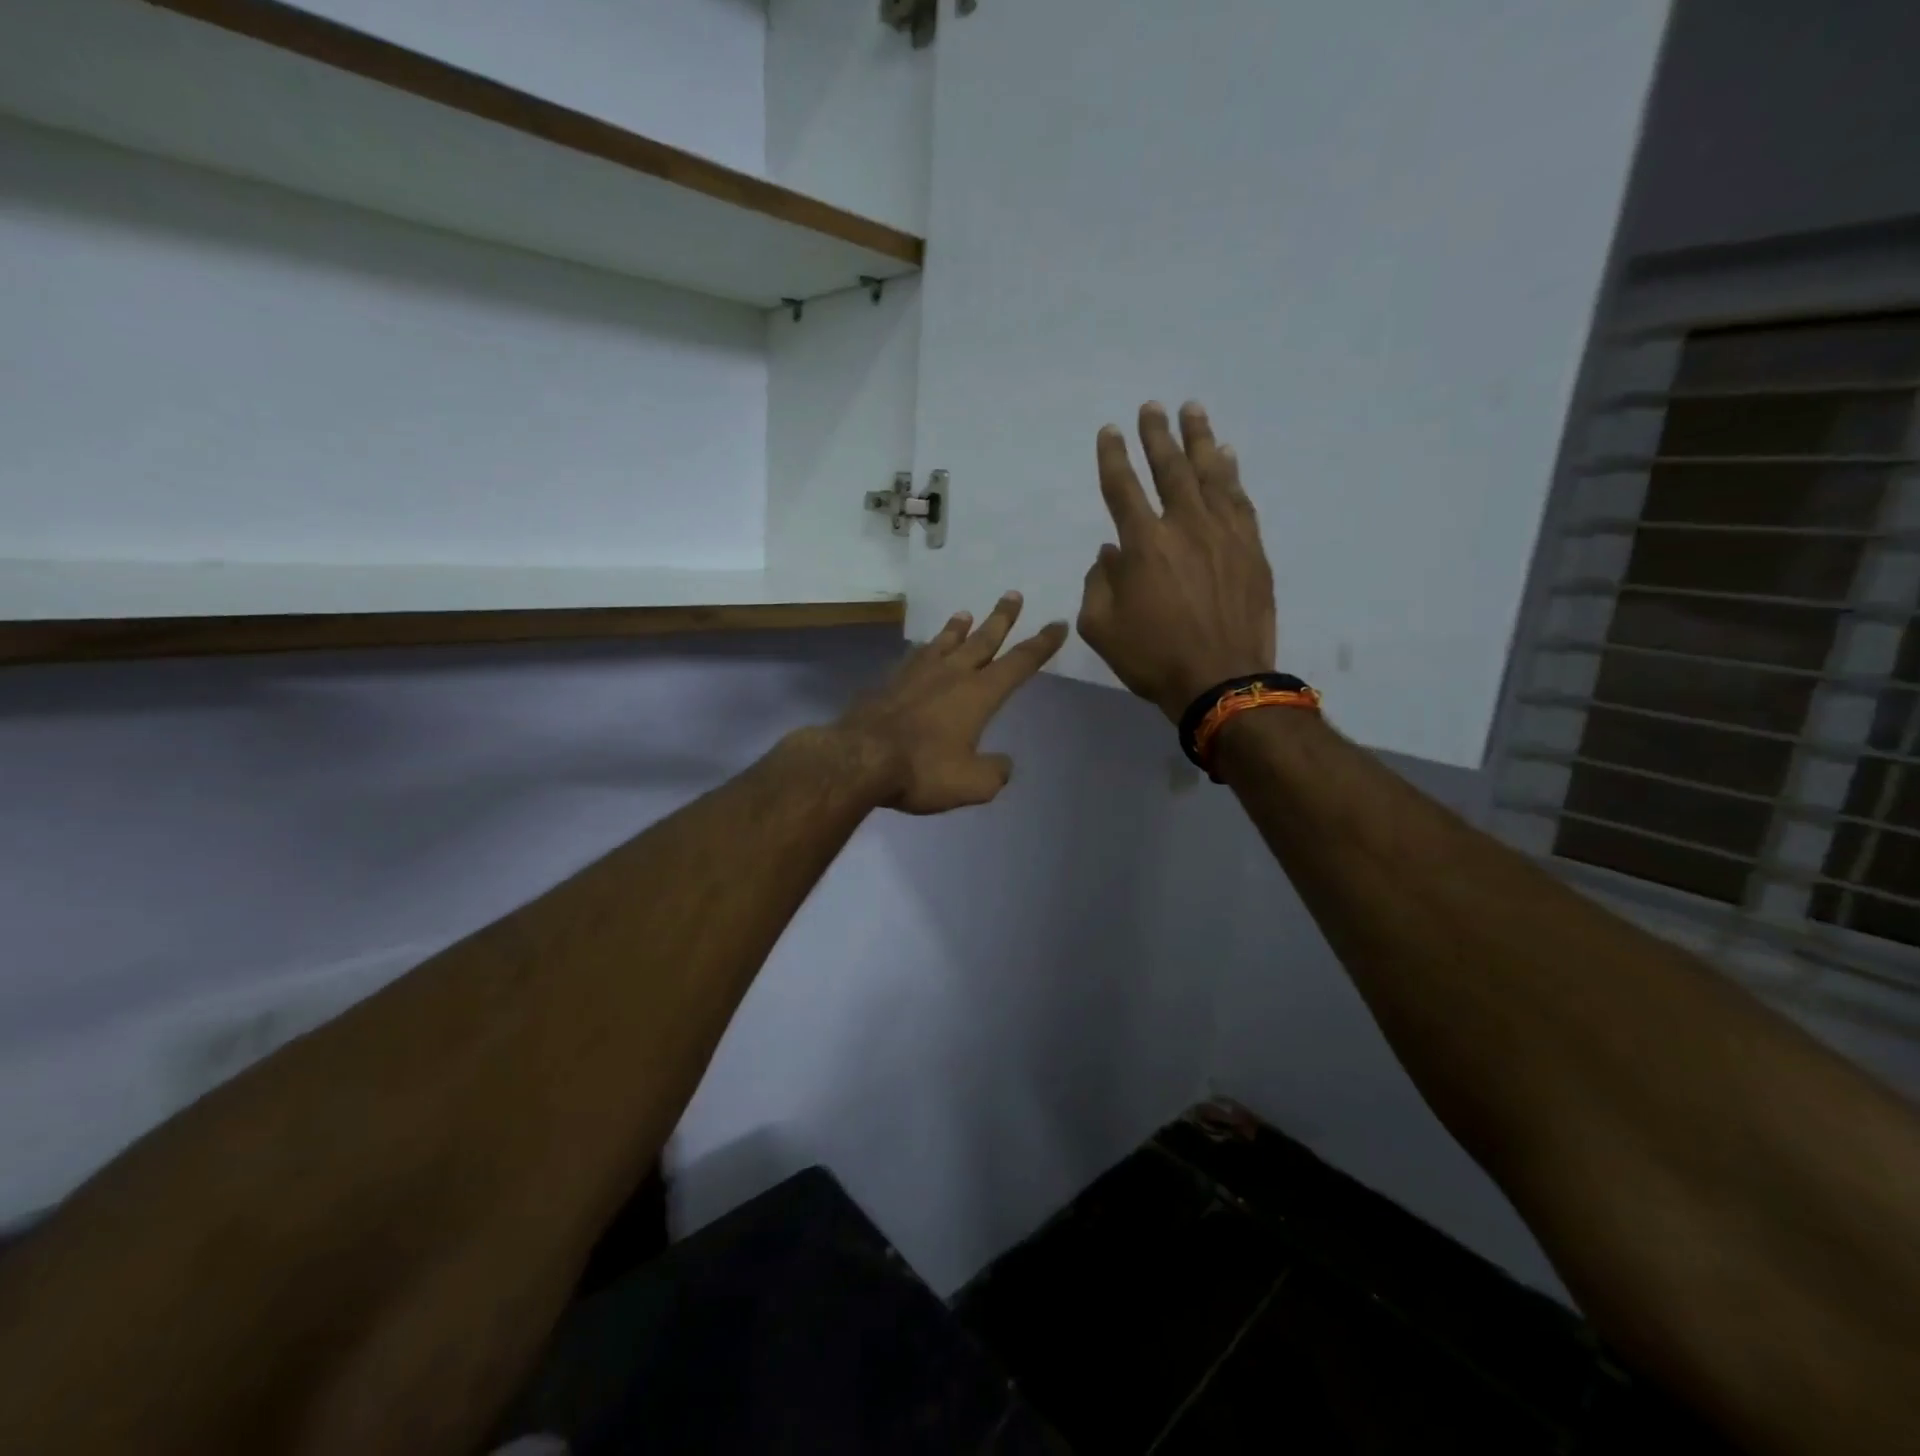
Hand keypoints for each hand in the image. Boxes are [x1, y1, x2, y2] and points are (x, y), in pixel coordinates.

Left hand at [832, 592, 1067, 814]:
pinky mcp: (889, 682)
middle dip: (1002, 618)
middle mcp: (951, 674)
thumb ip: (994, 773)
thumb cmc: (922, 769)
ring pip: (945, 642)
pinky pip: (914, 657)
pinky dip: (926, 649)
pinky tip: (922, 650)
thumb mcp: (971, 784)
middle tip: (1013, 594)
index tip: (1057, 625)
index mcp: (979, 694)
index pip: (1019, 663)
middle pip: (983, 640)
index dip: (1041, 644)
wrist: (859, 758)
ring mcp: (917, 674)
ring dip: (959, 627)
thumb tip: (1003, 765)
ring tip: (966, 613)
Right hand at [1076, 401, 1275, 721]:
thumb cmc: (1152, 658)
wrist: (1222, 680)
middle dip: (1157, 435)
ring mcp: (1223, 534)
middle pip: (1169, 468)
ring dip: (1198, 440)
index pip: (1122, 487)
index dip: (1113, 456)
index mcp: (1143, 544)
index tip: (1110, 431)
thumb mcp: (1100, 628)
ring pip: (1210, 474)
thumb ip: (1097, 582)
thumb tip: (1110, 552)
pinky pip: (1240, 499)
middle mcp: (1184, 526)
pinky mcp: (1251, 548)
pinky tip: (1227, 456)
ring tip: (1192, 411)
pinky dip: (1231, 474)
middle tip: (1152, 407)